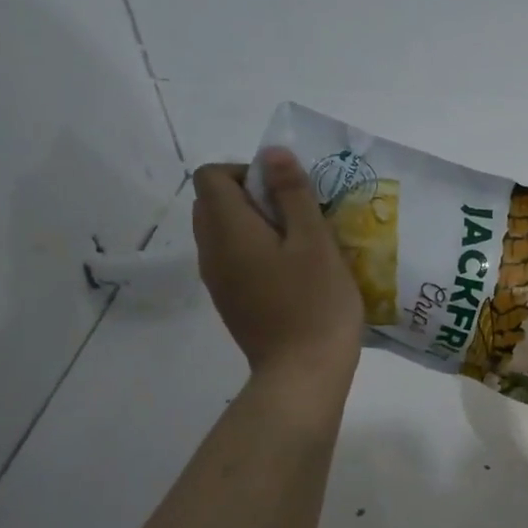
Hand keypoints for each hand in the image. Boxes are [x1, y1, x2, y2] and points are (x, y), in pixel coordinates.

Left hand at [192, 155, 362, 379]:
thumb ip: (292, 194)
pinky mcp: (231, 301)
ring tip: (300, 245)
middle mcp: (212, 251)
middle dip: (252, 196)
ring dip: (255, 226)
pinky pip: (233, 259)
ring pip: (223, 233)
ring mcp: (218, 280)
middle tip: (297, 216)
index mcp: (228, 230)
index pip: (212, 176)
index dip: (248, 171)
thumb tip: (272, 153)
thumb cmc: (316, 304)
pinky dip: (255, 252)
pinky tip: (293, 274)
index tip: (287, 192)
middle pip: (213, 202)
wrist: (303, 374)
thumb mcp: (315, 242)